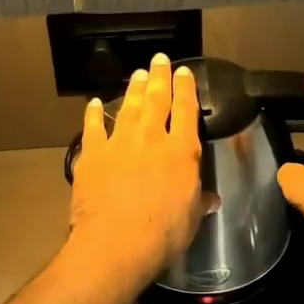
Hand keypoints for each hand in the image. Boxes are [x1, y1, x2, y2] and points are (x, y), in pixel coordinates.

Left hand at [67, 54, 205, 282]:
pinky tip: (95, 104)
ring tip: (138, 75)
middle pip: (157, 99)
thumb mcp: (191, 218)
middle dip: (159, 77)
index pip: (186, 110)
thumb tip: (211, 199)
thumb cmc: (163, 234)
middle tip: (159, 60)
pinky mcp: (92, 154)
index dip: (186, 89)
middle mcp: (151, 138)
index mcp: (182, 151)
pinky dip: (94, 114)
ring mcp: (119, 143)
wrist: (115, 243)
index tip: (184, 72)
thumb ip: (199, 201)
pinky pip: (94, 127)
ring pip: (129, 107)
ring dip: (134, 89)